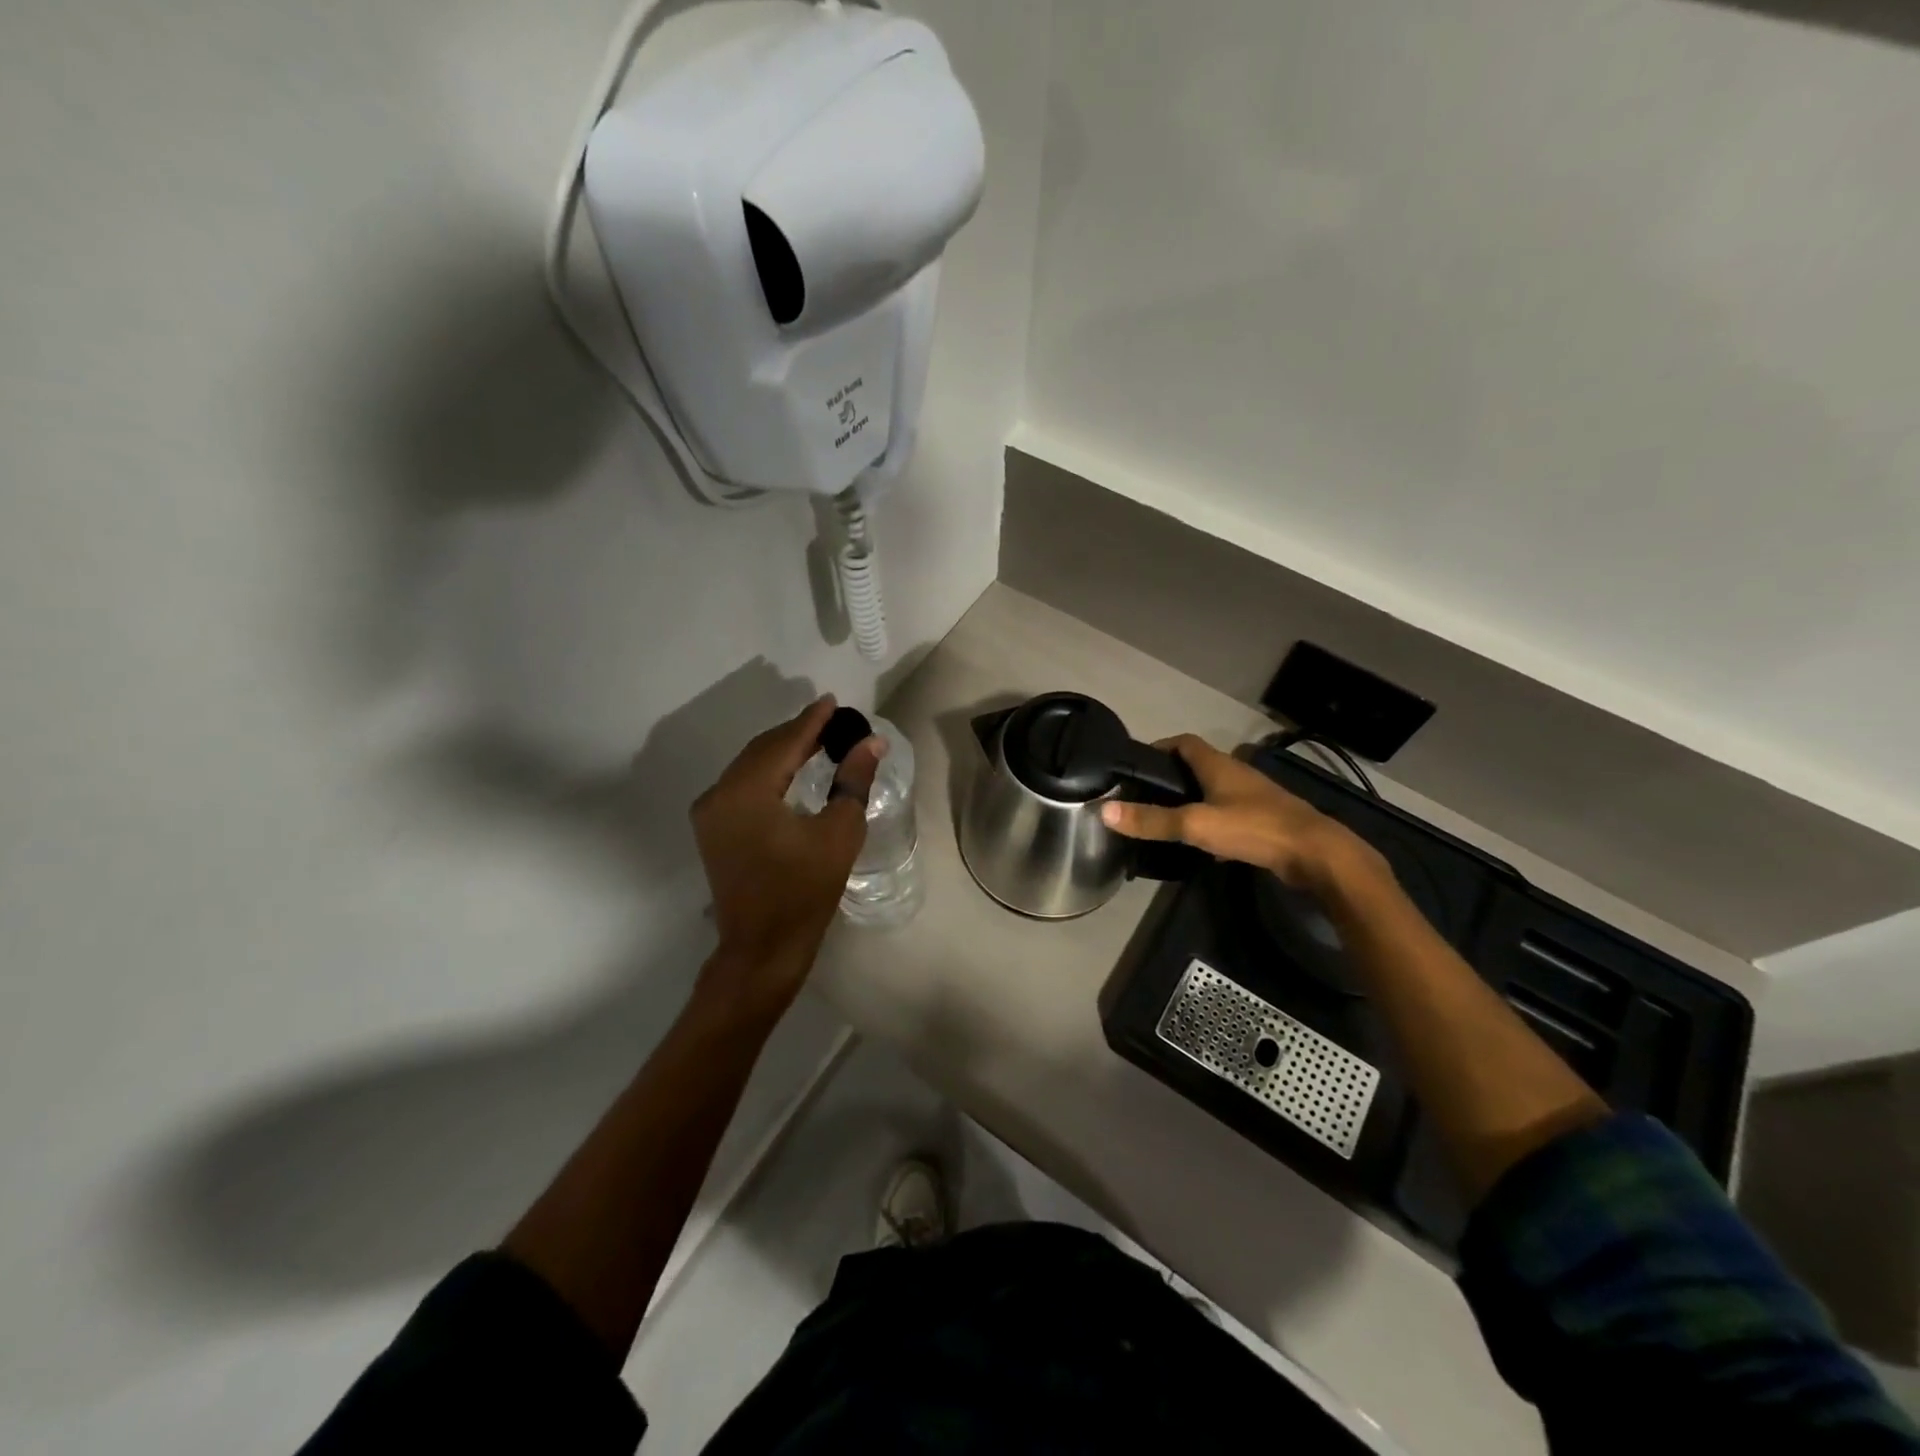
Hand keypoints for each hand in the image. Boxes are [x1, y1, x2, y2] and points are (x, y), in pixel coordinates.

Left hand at [690, 696, 882, 1016]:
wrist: (763, 947)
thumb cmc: (805, 892)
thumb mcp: (838, 833)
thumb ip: (853, 780)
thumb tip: (871, 741)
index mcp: (747, 792)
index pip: (784, 743)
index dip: (812, 721)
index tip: (834, 702)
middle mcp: (719, 794)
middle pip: (762, 750)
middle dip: (797, 733)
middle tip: (832, 722)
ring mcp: (710, 813)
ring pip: (750, 766)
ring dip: (781, 751)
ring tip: (817, 741)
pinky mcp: (713, 830)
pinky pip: (742, 786)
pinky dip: (768, 773)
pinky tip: (791, 771)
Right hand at [1100, 734, 1379, 891]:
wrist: (1316, 854)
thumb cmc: (1254, 828)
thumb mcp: (1196, 824)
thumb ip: (1152, 820)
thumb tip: (1105, 810)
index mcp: (1219, 766)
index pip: (1184, 743)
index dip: (1160, 747)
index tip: (1137, 763)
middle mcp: (1237, 774)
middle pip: (1199, 766)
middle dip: (1172, 776)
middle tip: (1145, 795)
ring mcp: (1254, 798)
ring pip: (1215, 791)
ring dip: (1192, 799)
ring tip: (1166, 819)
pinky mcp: (1266, 821)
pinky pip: (1230, 814)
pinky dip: (1212, 821)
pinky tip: (1202, 843)